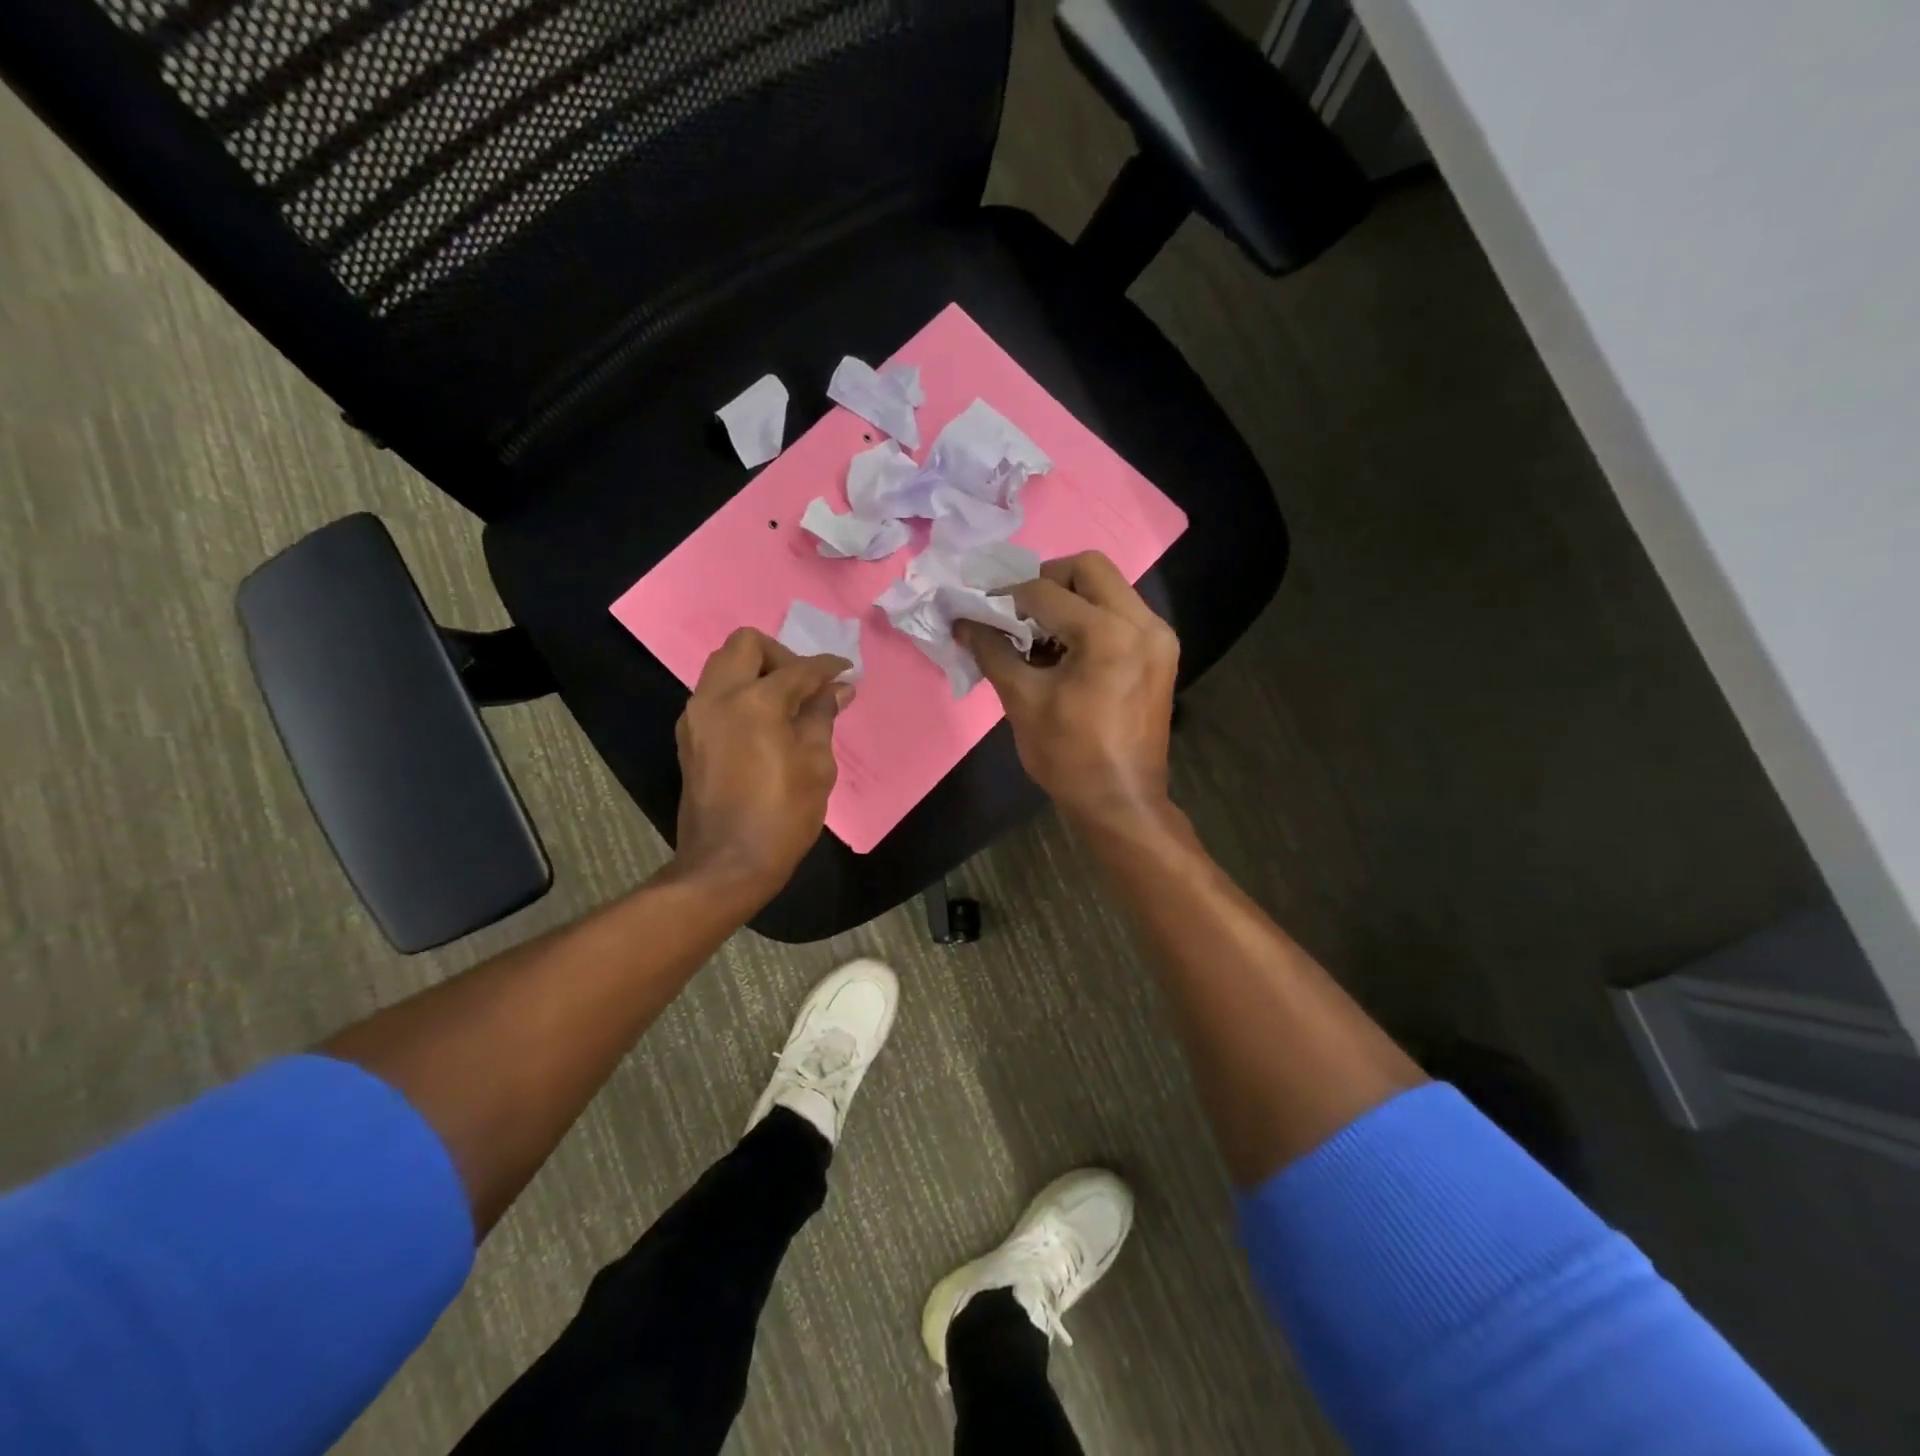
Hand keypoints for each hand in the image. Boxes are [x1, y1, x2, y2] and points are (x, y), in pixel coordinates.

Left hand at [673, 628, 851, 899]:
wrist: (727, 863)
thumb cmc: (783, 815)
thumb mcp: (816, 765)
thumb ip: (822, 717)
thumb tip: (837, 690)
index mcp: (755, 701)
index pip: (797, 668)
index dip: (826, 667)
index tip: (845, 671)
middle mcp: (718, 697)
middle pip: (745, 644)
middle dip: (781, 655)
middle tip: (805, 685)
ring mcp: (696, 716)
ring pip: (723, 666)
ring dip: (756, 672)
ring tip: (786, 703)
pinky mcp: (689, 737)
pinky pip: (714, 694)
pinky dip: (740, 693)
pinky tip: (764, 722)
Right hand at [957, 551, 1178, 828]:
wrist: (1121, 801)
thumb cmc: (1068, 756)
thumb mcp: (1022, 700)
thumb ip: (992, 650)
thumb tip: (963, 620)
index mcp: (1107, 634)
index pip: (1045, 592)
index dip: (1006, 598)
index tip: (981, 610)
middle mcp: (1142, 622)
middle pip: (1089, 567)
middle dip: (1046, 580)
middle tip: (1018, 610)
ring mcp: (1158, 636)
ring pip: (1110, 587)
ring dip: (1070, 598)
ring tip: (1040, 631)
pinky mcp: (1162, 652)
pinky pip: (1123, 612)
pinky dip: (1091, 617)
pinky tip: (1067, 648)